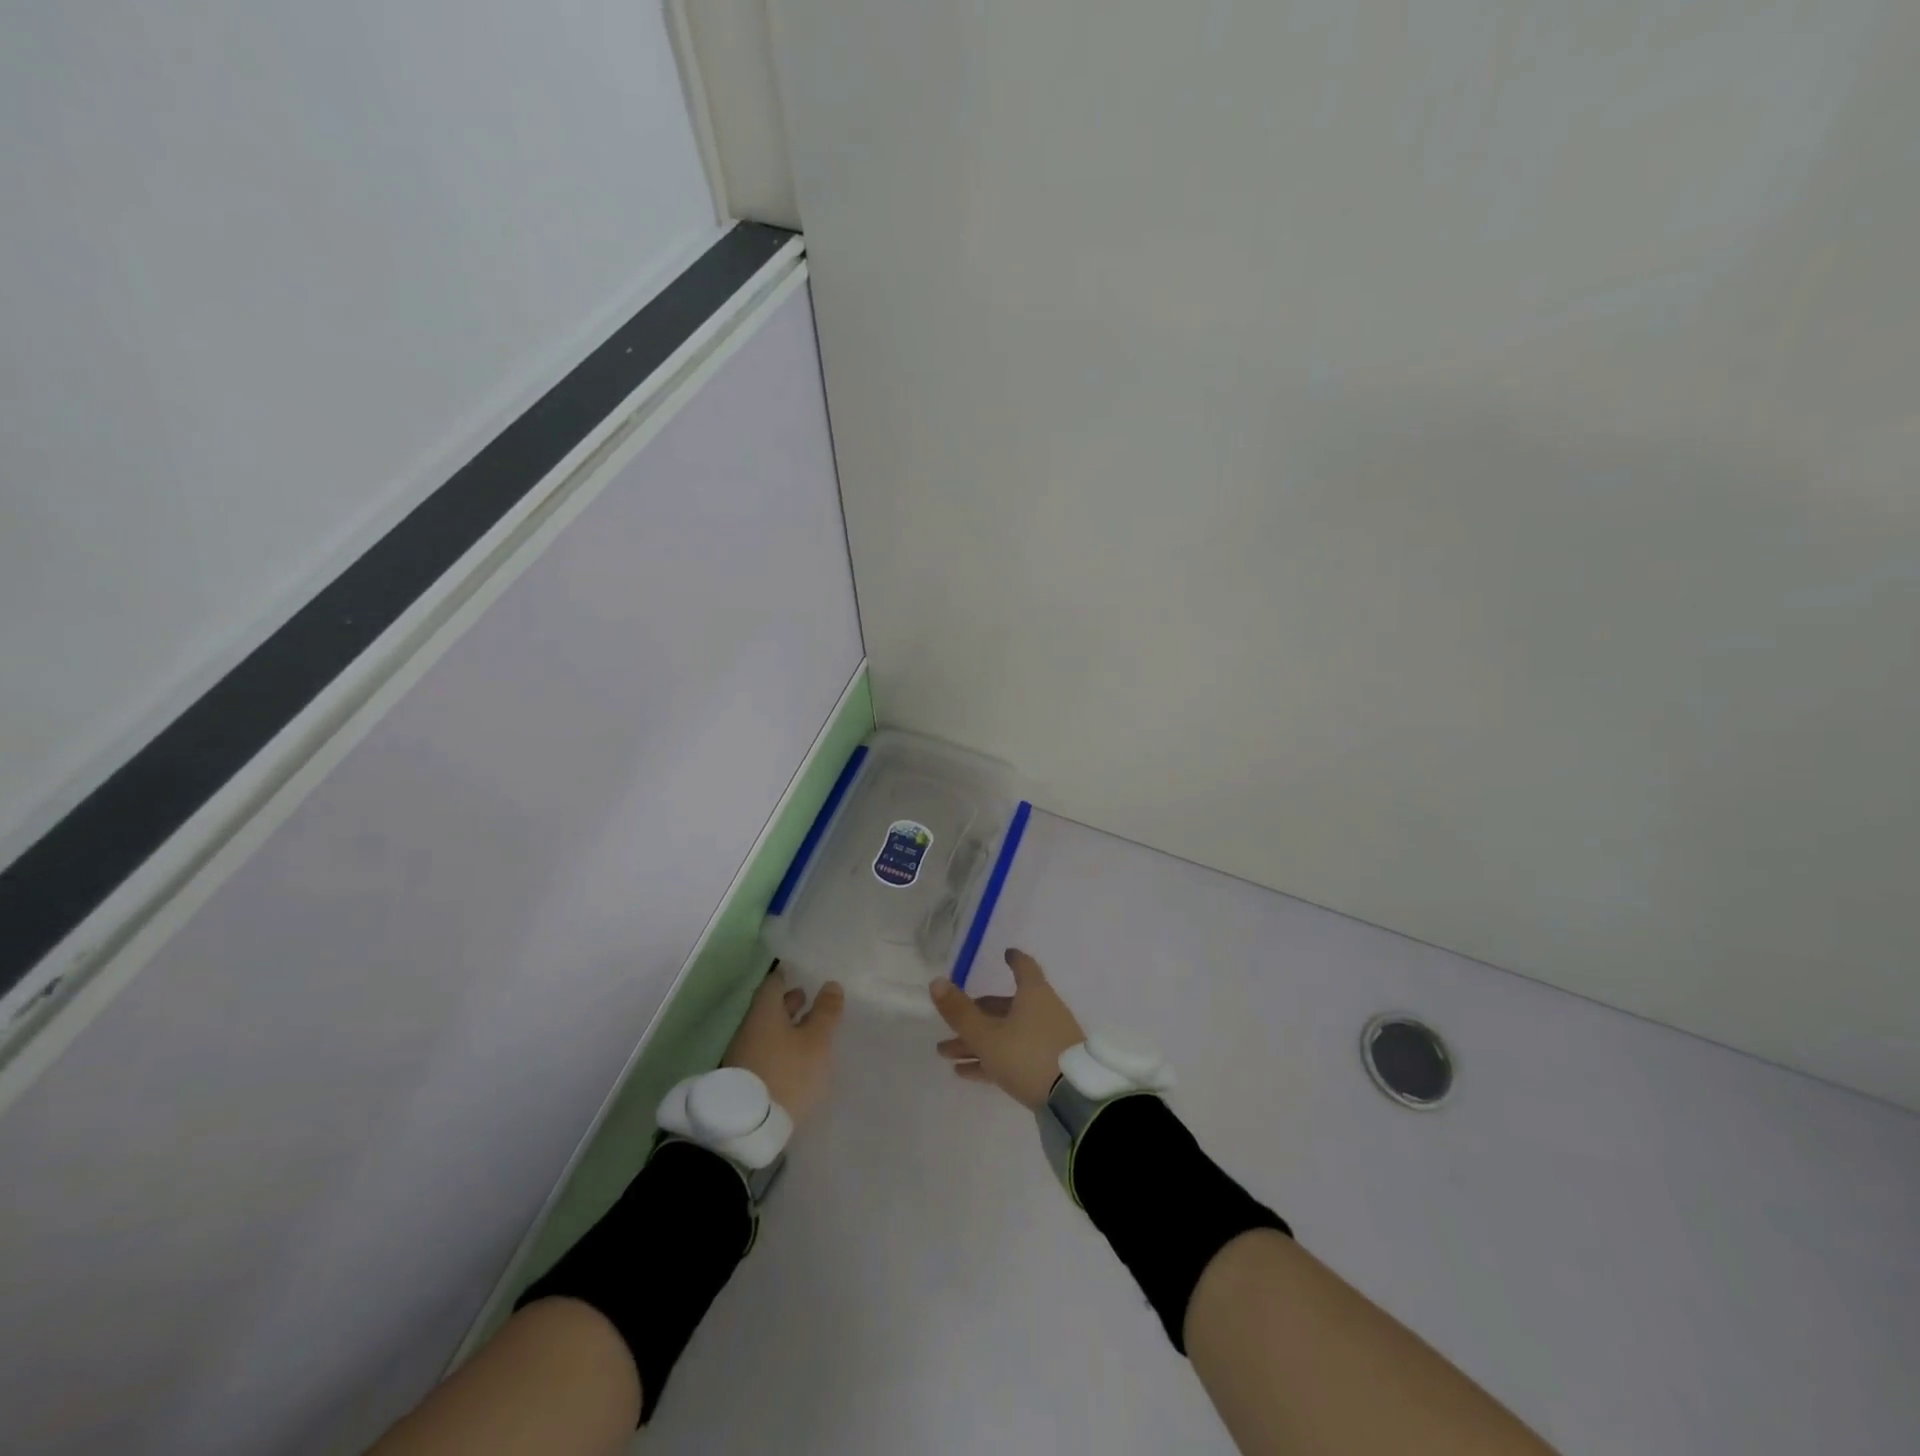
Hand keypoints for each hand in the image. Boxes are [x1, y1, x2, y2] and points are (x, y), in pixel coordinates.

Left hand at [723, 963, 844, 1128]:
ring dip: (785, 1027)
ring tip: (807, 1031)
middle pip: (769, 1008)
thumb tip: (831, 984)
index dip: (788, 976)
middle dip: (788, 1003)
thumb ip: (825, 1012)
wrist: (747, 1127)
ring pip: (767, 1031)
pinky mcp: (744, 1079)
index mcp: (765, 1012)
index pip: (774, 983)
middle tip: (808, 998)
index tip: (801, 973)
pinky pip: (764, 1052)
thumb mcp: (816, 1041)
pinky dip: (780, 1047)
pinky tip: (795, 1058)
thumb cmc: (787, 1073)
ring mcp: (743, 1054)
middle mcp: (750, 1028)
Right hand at [931, 948, 1084, 1109]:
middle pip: (1005, 1008)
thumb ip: (960, 1012)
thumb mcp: (987, 1035)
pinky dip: (991, 1060)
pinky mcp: (1049, 1068)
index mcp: (1033, 995)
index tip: (1006, 953)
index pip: (1024, 968)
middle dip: (976, 1015)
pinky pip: (1014, 1057)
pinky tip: (965, 1073)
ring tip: (946, 1054)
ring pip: (1006, 1035)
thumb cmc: (1028, 1055)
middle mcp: (1043, 1012)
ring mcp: (1048, 1040)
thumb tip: (936, 981)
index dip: (1013, 960)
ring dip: (977, 1042)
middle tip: (951, 1024)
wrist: (1074, 1100)